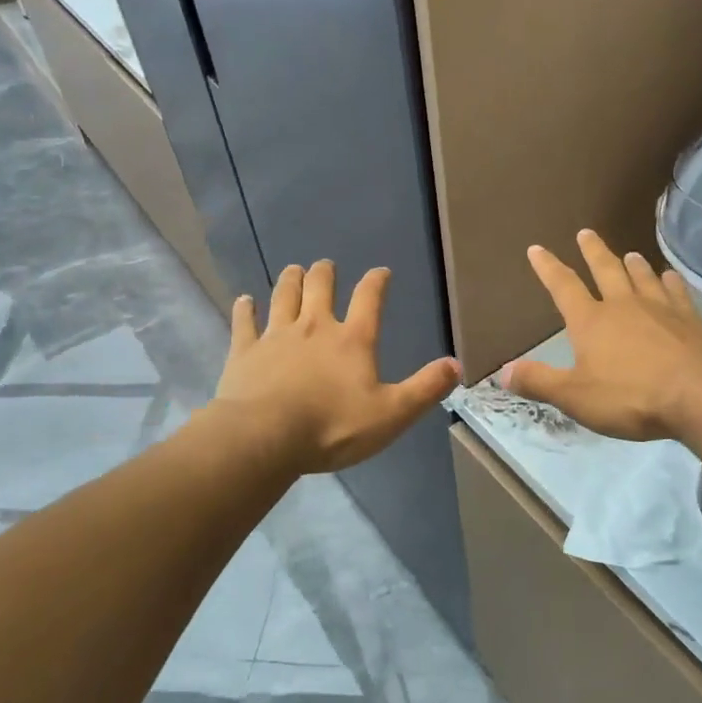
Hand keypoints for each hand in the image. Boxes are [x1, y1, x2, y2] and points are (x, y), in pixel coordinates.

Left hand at [215, 261, 460, 472]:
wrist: (265, 437)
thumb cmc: (333, 427)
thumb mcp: (392, 414)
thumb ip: (425, 389)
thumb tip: (456, 365)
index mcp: (352, 340)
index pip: (369, 299)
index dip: (376, 282)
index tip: (381, 271)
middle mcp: (314, 327)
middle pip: (320, 287)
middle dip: (325, 273)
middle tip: (326, 266)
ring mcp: (276, 336)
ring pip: (283, 296)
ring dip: (290, 280)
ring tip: (294, 270)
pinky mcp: (245, 351)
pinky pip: (245, 322)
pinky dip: (245, 309)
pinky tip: (244, 300)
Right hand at [500, 230, 701, 440]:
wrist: (699, 394)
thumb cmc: (630, 396)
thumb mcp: (575, 396)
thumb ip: (539, 381)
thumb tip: (503, 371)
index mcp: (591, 321)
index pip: (563, 287)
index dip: (548, 268)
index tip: (537, 249)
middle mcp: (623, 304)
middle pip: (605, 269)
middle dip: (593, 251)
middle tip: (586, 233)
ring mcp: (660, 307)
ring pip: (642, 276)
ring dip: (633, 263)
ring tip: (629, 253)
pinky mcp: (691, 318)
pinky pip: (677, 291)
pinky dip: (670, 281)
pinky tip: (670, 277)